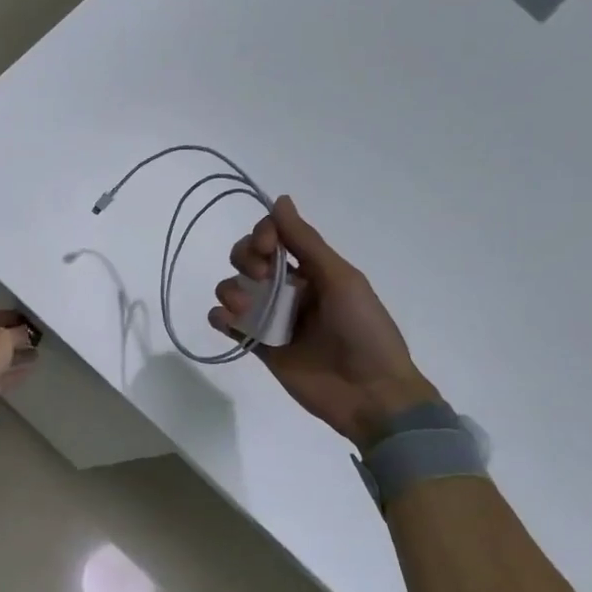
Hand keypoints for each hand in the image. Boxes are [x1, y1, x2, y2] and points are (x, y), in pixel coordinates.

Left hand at [0, 309, 36, 424]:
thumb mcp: (3, 338)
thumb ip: (17, 333)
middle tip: (36, 337)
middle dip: (14, 337)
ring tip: (37, 353)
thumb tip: (26, 332)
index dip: (11, 316)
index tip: (30, 320)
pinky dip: (13, 372)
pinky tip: (30, 369)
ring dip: (16, 355)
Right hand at [210, 197, 439, 449]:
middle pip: (248, 259)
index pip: (275, 236)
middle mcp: (289, 289)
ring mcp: (272, 319)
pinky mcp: (260, 347)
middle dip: (245, 259)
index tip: (268, 250)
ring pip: (234, 289)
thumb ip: (306, 242)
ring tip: (244, 308)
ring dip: (231, 289)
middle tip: (262, 279)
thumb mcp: (340, 279)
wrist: (371, 393)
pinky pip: (229, 324)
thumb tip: (280, 199)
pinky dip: (220, 317)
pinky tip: (228, 320)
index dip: (262, 235)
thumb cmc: (363, 329)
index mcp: (312, 269)